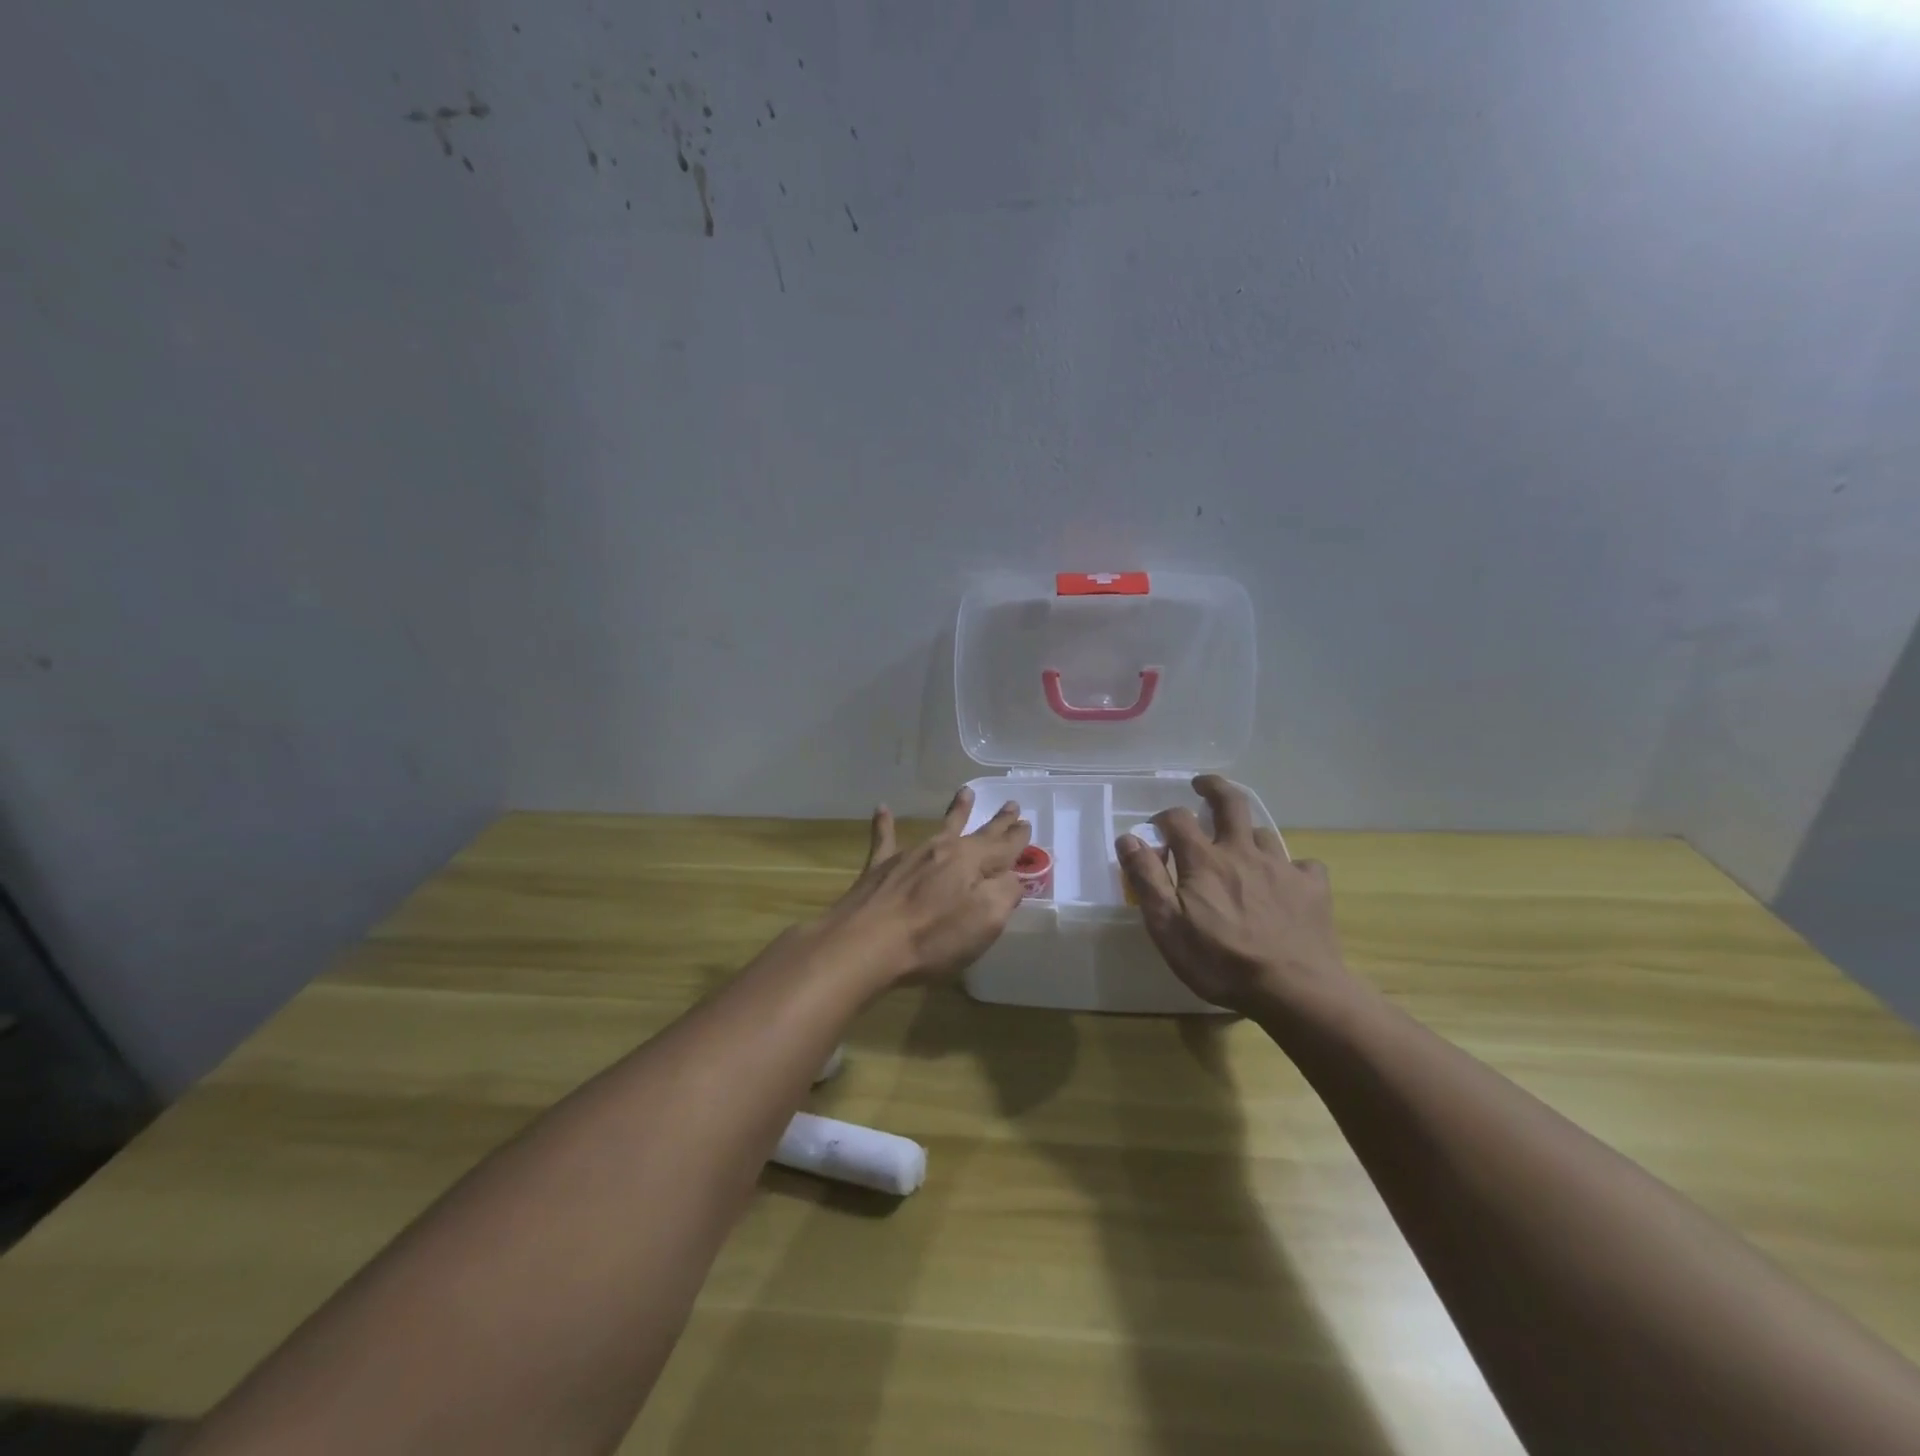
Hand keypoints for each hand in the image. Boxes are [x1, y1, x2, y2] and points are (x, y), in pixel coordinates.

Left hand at [817, 786, 1030, 988]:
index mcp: (971, 862)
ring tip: (966, 792)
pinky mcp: (880, 868)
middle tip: (1011, 805)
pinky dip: (884, 824)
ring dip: (956, 811)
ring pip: (939, 828)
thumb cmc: (932, 937)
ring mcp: (910, 855)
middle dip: (997, 822)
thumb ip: (1005, 894)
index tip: (1027, 823)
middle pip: (977, 832)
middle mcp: (943, 849)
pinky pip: (885, 839)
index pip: (1003, 847)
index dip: (1017, 838)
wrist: (866, 943)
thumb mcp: (985, 921)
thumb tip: (1012, 877)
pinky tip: (882, 808)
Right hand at [1116, 775, 1347, 1013]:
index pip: (1178, 819)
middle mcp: (1243, 852)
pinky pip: (1302, 864)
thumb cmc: (1221, 962)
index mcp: (1205, 860)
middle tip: (1202, 785)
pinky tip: (1288, 881)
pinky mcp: (1312, 888)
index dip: (1164, 817)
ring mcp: (1282, 867)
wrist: (1295, 991)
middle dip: (1213, 788)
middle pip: (1230, 802)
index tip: (1156, 829)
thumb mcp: (1167, 926)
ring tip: (1240, 845)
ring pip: (1263, 833)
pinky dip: (1291, 867)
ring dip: (1247, 833)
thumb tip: (1128, 838)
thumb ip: (1147, 878)